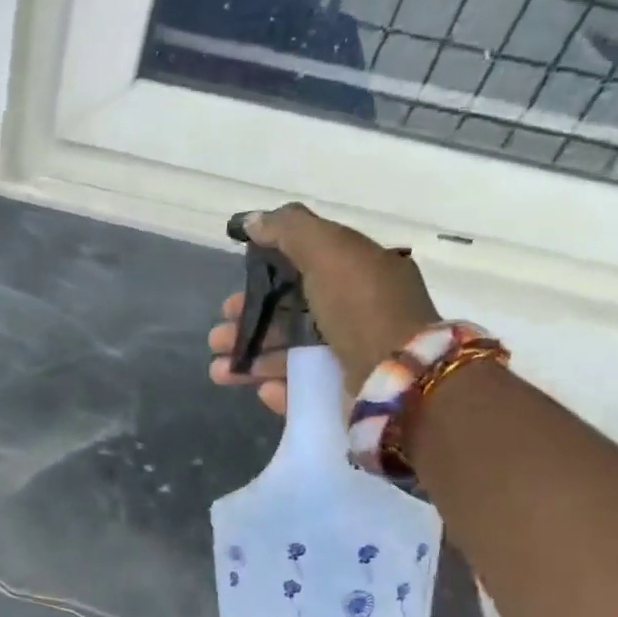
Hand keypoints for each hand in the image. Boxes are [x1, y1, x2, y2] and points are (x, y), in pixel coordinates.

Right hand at [206, 203, 438, 412]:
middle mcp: (356, 314)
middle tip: (216, 338)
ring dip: (250, 361)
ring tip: (219, 372)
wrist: (400, 378)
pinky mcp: (344, 395)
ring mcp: (350, 358)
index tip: (231, 297)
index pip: (303, 273)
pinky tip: (260, 389)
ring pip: (289, 357)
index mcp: (359, 275)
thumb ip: (290, 230)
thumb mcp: (329, 251)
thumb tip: (251, 220)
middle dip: (247, 326)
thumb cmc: (362, 308)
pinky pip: (303, 389)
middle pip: (289, 318)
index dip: (262, 282)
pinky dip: (278, 389)